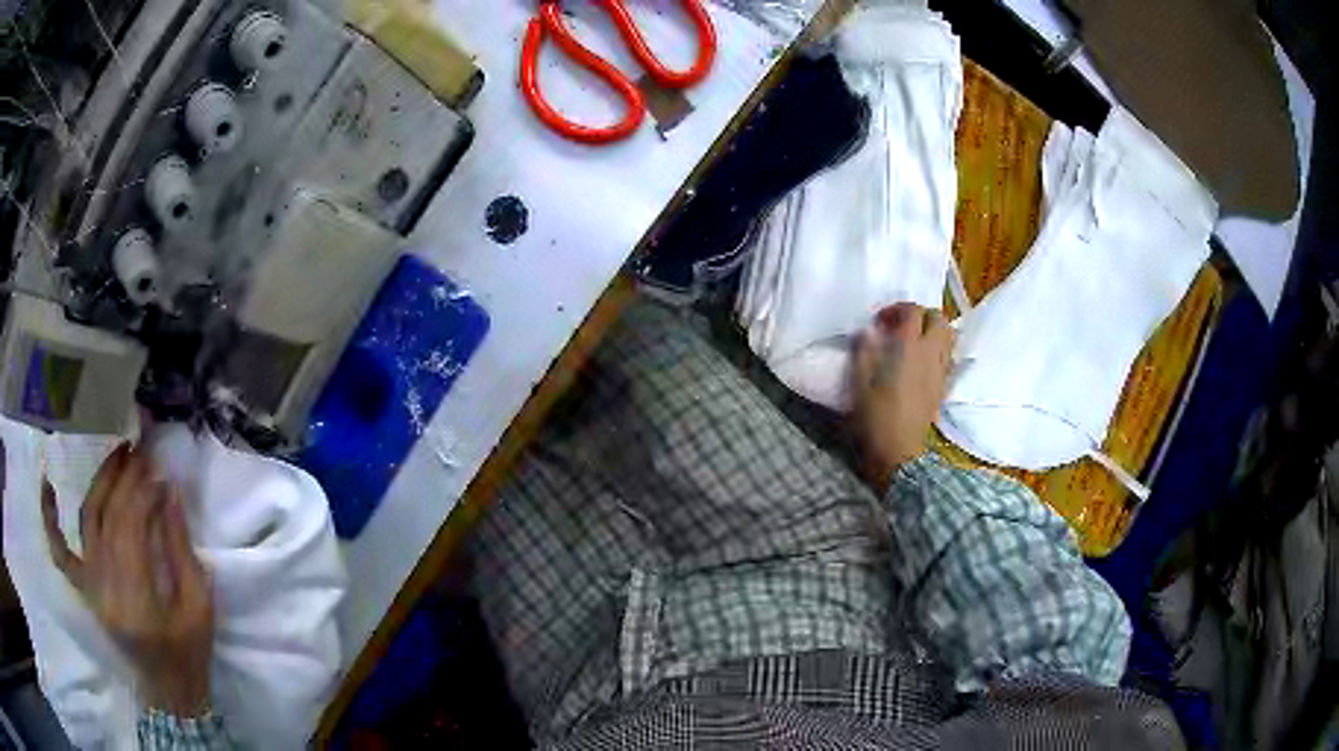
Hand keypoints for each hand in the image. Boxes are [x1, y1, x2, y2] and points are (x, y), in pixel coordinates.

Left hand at [41, 445, 213, 716]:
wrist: (169, 692)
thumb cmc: (189, 654)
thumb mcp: (199, 608)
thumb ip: (181, 550)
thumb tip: (169, 491)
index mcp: (135, 601)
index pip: (130, 527)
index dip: (143, 492)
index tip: (160, 471)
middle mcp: (105, 589)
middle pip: (108, 517)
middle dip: (125, 477)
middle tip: (142, 449)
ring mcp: (90, 588)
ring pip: (88, 520)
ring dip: (100, 481)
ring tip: (118, 454)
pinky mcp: (85, 589)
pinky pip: (61, 553)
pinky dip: (51, 521)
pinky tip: (47, 488)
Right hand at [852, 303, 955, 490]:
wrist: (899, 450)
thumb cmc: (875, 416)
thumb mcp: (859, 382)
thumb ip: (864, 351)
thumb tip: (867, 331)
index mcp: (908, 347)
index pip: (912, 311)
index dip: (896, 309)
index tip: (880, 322)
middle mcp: (930, 352)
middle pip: (938, 317)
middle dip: (920, 315)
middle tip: (902, 327)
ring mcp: (941, 369)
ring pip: (949, 335)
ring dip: (934, 330)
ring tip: (915, 341)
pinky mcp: (944, 384)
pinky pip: (949, 356)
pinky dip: (939, 349)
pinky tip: (923, 361)